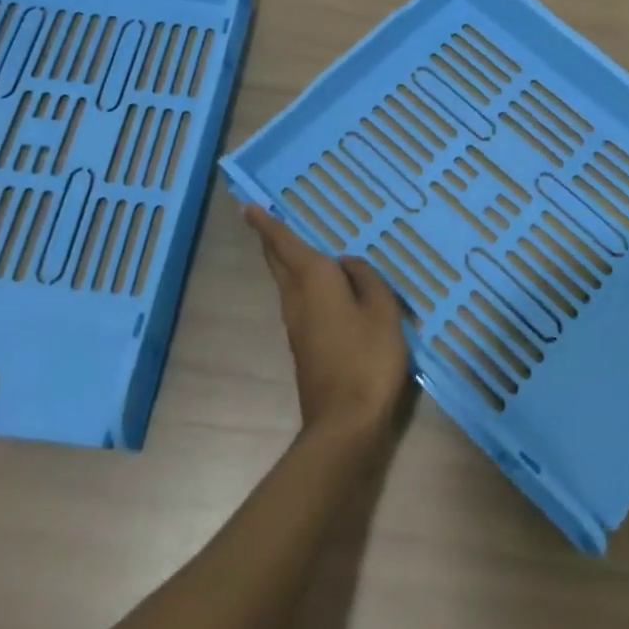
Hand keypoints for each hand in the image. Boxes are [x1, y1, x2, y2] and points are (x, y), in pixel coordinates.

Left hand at [243, 205, 411, 448]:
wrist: (345, 422)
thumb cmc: (367, 358)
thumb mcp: (381, 309)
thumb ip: (366, 278)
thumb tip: (347, 264)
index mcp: (314, 280)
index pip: (285, 244)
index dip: (267, 224)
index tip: (247, 207)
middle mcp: (297, 297)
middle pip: (277, 262)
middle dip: (270, 240)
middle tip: (264, 220)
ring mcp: (296, 324)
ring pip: (285, 282)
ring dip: (284, 260)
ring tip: (294, 244)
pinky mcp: (303, 344)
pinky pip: (298, 299)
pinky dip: (301, 281)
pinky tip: (320, 285)